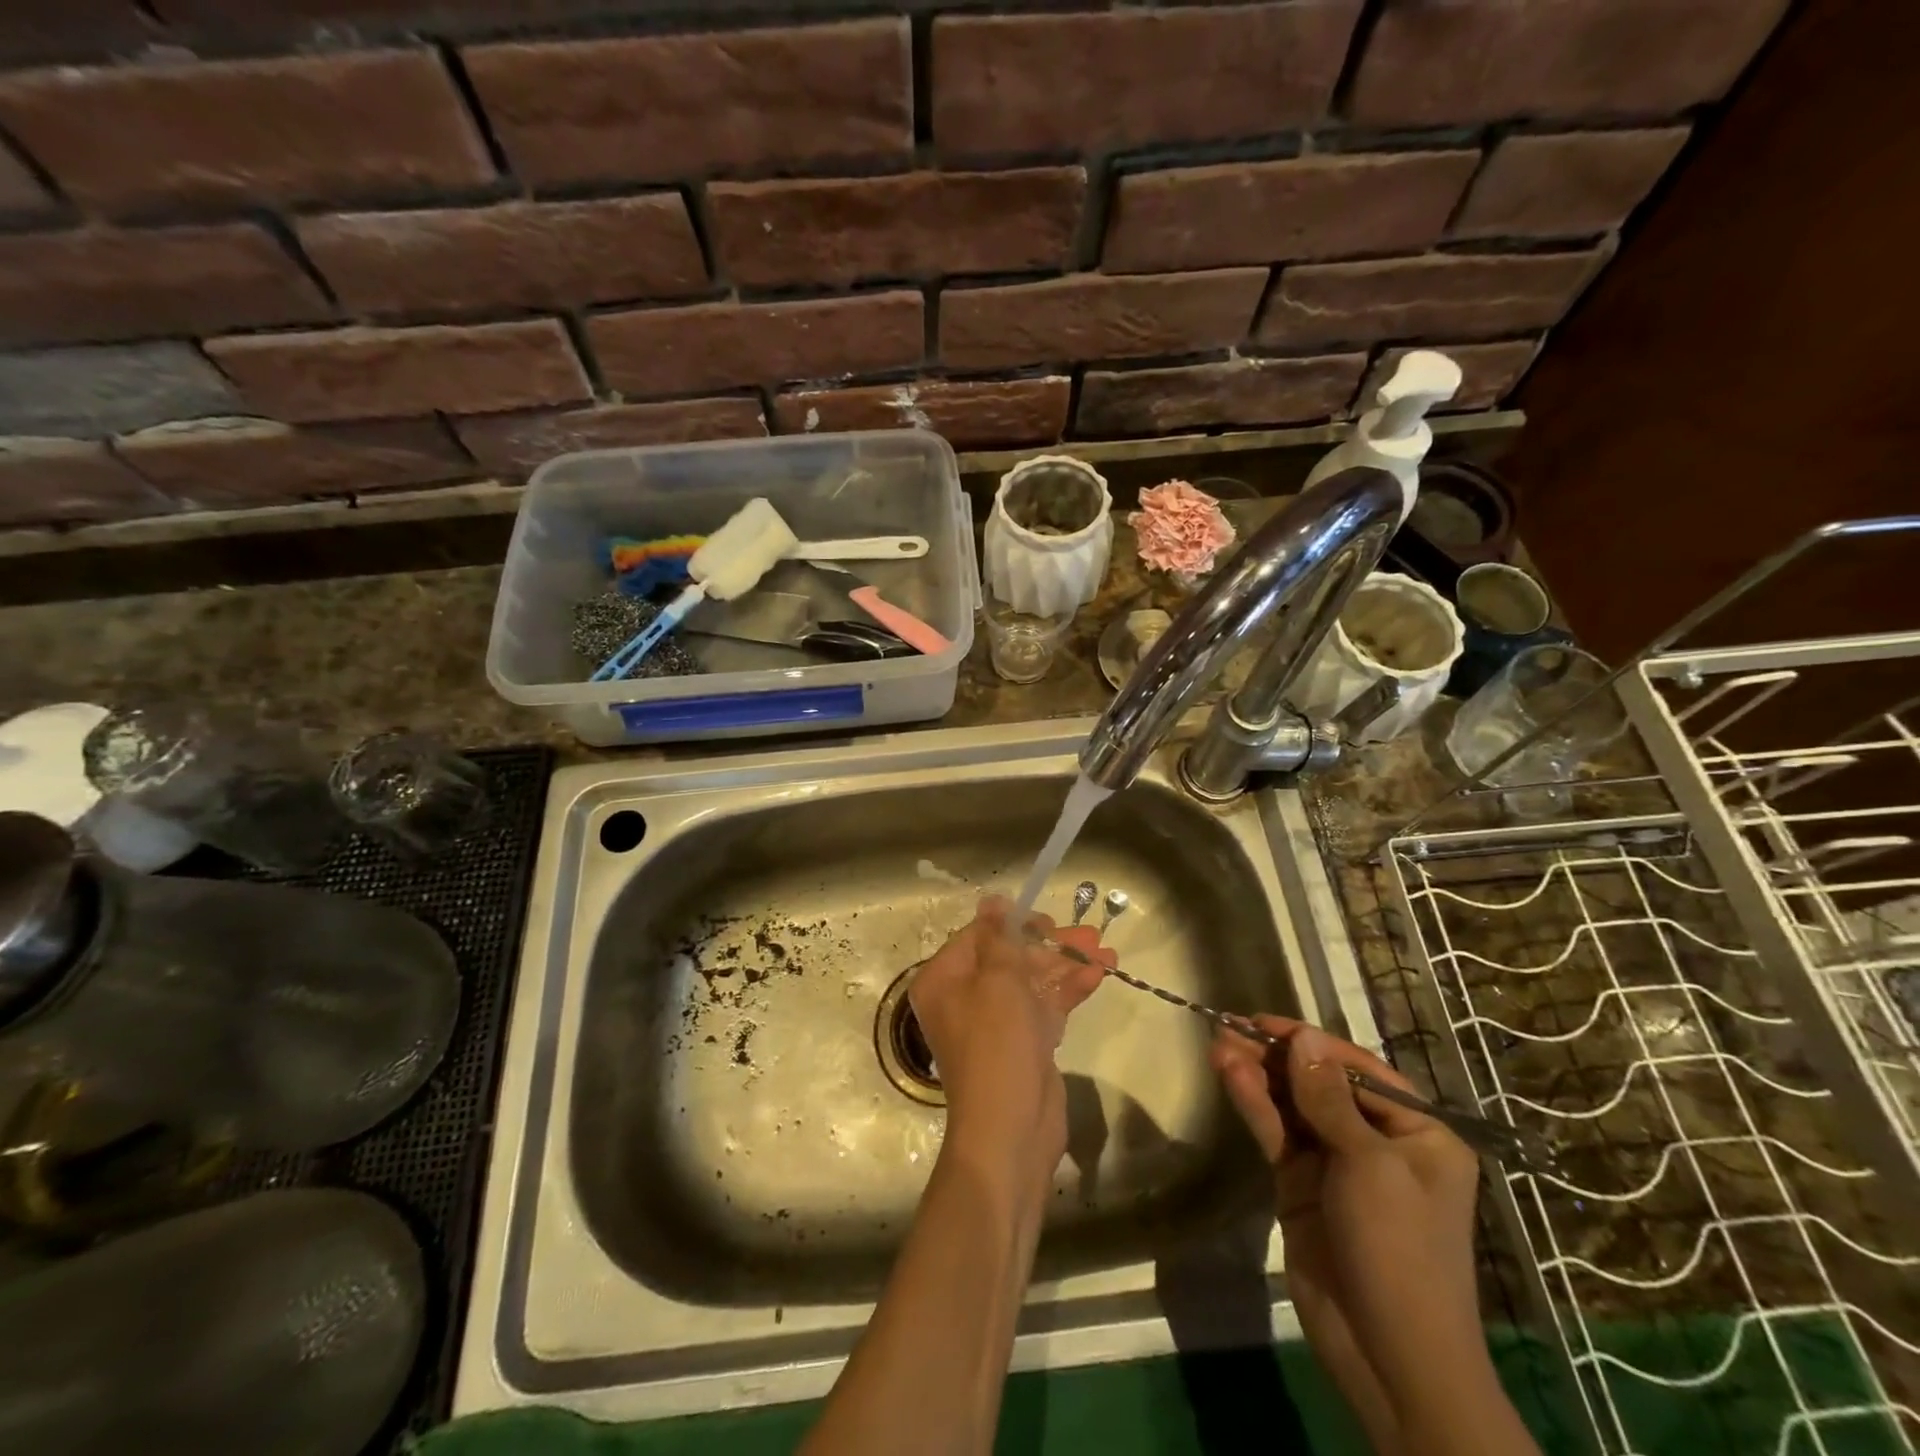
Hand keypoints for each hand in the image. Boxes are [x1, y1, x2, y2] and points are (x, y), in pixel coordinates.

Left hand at [910, 897, 1110, 1190]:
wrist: (1010, 1131)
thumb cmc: (996, 1046)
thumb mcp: (998, 982)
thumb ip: (1000, 938)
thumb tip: (992, 900)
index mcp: (944, 980)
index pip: (977, 937)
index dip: (1013, 924)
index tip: (1046, 919)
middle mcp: (965, 997)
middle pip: (1009, 958)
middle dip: (1050, 946)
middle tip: (1088, 934)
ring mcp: (996, 1023)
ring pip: (1031, 981)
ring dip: (1067, 965)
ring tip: (1107, 950)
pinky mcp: (1024, 1043)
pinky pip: (1044, 1007)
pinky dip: (1069, 991)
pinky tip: (1100, 975)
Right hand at [1210, 1016, 1482, 1415]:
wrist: (1389, 1357)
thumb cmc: (1399, 1250)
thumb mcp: (1370, 1166)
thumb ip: (1328, 1098)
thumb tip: (1304, 1039)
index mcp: (1419, 1132)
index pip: (1358, 1071)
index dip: (1312, 1044)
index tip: (1265, 1022)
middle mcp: (1378, 1141)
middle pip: (1319, 1084)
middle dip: (1277, 1057)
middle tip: (1230, 1029)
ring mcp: (1336, 1164)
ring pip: (1292, 1105)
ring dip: (1257, 1075)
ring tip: (1218, 1044)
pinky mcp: (1301, 1184)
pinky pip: (1277, 1133)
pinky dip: (1254, 1104)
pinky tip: (1229, 1076)